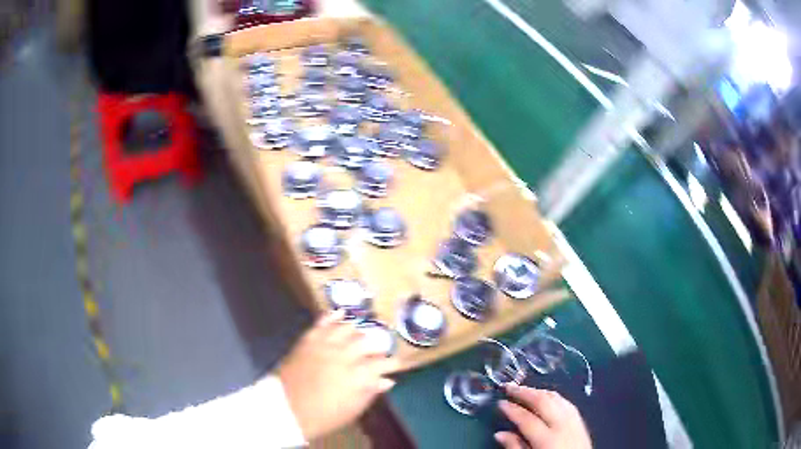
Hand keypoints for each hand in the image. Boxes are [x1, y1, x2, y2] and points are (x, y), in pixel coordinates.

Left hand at [277, 311, 398, 440]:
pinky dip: (333, 317)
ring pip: (349, 328)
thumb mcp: (353, 409)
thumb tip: (386, 380)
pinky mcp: (310, 340)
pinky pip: (323, 323)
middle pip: (370, 342)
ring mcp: (327, 345)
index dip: (393, 363)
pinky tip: (341, 314)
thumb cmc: (323, 416)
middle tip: (380, 350)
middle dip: (378, 345)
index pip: (385, 363)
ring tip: (362, 334)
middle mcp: (346, 356)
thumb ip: (371, 392)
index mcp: (359, 376)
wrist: (287, 408)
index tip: (395, 365)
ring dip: (358, 331)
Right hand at [496, 385, 591, 448]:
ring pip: (556, 398)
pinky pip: (567, 403)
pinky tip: (546, 397)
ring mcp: (574, 422)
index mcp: (548, 440)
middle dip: (525, 392)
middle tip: (510, 387)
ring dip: (539, 392)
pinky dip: (554, 397)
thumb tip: (500, 434)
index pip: (526, 419)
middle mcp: (563, 426)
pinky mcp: (581, 421)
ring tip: (525, 390)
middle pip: (543, 402)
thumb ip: (515, 447)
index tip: (500, 402)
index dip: (512, 409)